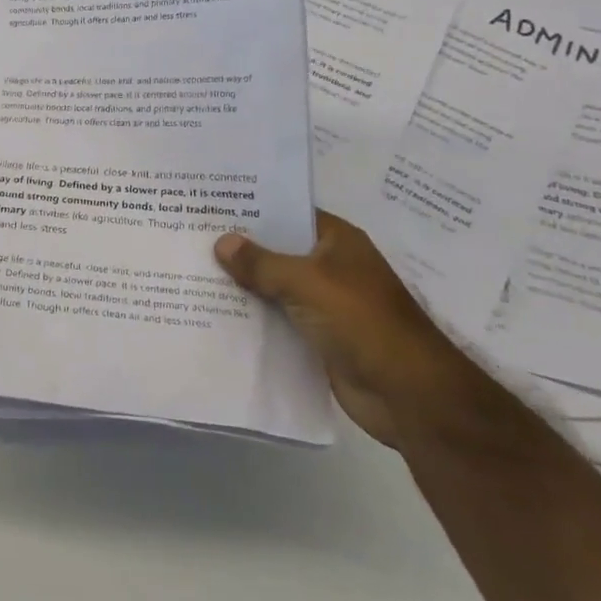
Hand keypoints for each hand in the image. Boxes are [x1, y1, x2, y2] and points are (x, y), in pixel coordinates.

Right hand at [214, 210, 472, 448]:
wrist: (408, 395)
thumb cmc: (362, 321)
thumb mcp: (307, 282)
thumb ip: (262, 263)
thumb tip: (221, 242)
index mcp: (337, 240)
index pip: (288, 213)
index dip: (252, 209)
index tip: (210, 204)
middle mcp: (330, 266)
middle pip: (278, 251)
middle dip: (240, 249)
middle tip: (191, 237)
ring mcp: (325, 304)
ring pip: (275, 287)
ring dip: (244, 286)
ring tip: (193, 273)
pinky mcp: (319, 338)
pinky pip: (279, 320)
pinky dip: (254, 319)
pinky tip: (216, 314)